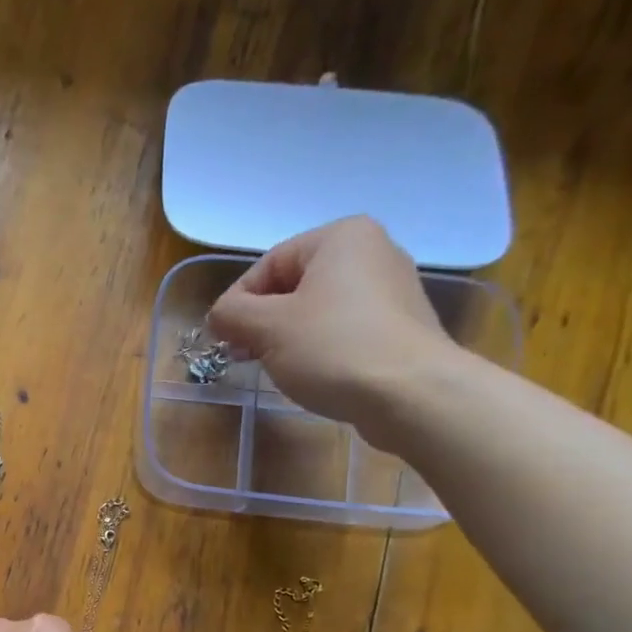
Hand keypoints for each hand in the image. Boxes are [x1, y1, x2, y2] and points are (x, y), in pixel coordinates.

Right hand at [206, 216, 459, 441]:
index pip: (268, 265)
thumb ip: (231, 314)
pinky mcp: (400, 327)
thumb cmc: (333, 348)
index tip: (222, 339)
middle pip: (293, 286)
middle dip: (262, 322)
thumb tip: (219, 316)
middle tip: (243, 356)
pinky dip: (320, 349)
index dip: (237, 303)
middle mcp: (372, 252)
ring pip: (318, 310)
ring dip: (288, 338)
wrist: (411, 394)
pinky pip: (344, 330)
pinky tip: (312, 375)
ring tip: (275, 369)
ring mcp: (391, 290)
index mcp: (340, 237)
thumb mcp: (267, 328)